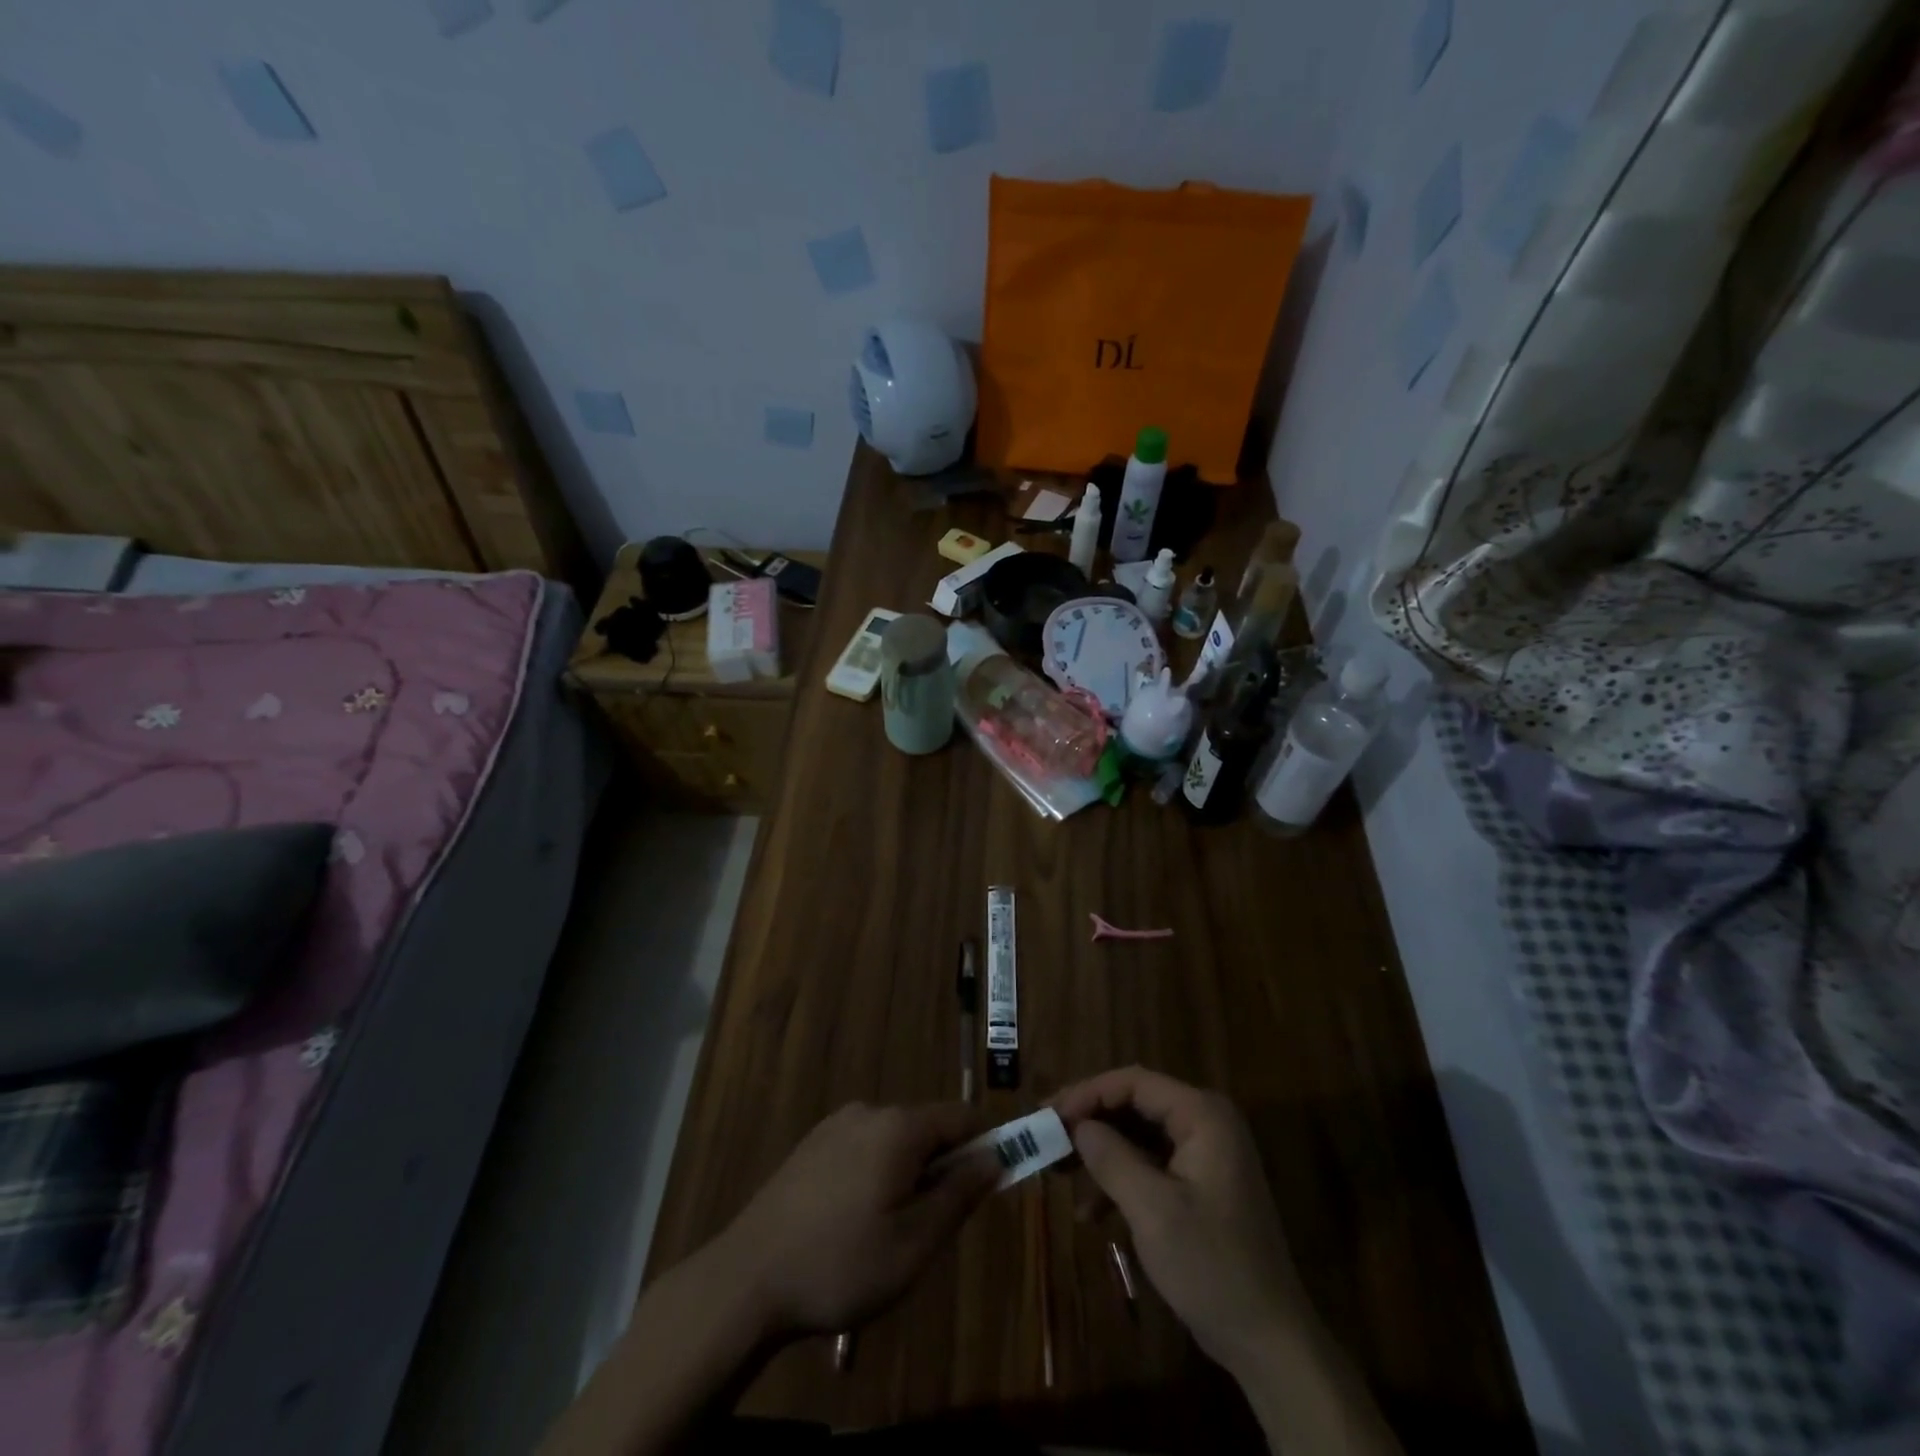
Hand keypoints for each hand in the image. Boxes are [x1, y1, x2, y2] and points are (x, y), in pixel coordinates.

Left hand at [712, 1102, 997, 1338]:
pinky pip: (863, 1148)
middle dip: (943, 1167)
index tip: (993, 1183)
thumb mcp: (915, 1243)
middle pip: (927, 1128)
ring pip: (894, 1141)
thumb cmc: (841, 1264)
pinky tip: (855, 1223)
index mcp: (898, 1127)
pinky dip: (877, 1174)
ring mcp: (835, 1125)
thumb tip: (995, 1157)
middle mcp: (869, 1111)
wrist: (747, 1280)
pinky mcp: (811, 1145)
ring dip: (909, 1174)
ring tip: (891, 1233)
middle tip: (934, 1226)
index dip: (985, 1145)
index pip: (961, 1117)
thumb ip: (959, 1194)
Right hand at [1053, 1067, 1307, 1375]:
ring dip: (1099, 1153)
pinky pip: (1149, 1164)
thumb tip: (1077, 1125)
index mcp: (1202, 1115)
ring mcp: (1204, 1154)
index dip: (1087, 1093)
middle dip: (1089, 1121)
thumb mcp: (1153, 1210)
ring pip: (1137, 1135)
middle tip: (1047, 1137)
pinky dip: (1119, 1180)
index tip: (1048, 1116)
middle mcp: (1205, 1123)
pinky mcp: (1198, 1185)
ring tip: (1059, 1174)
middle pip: (1134, 1104)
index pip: (1133, 1082)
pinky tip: (1090, 1213)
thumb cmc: (1212, 1266)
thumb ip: (1111, 1158)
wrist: (1269, 1342)